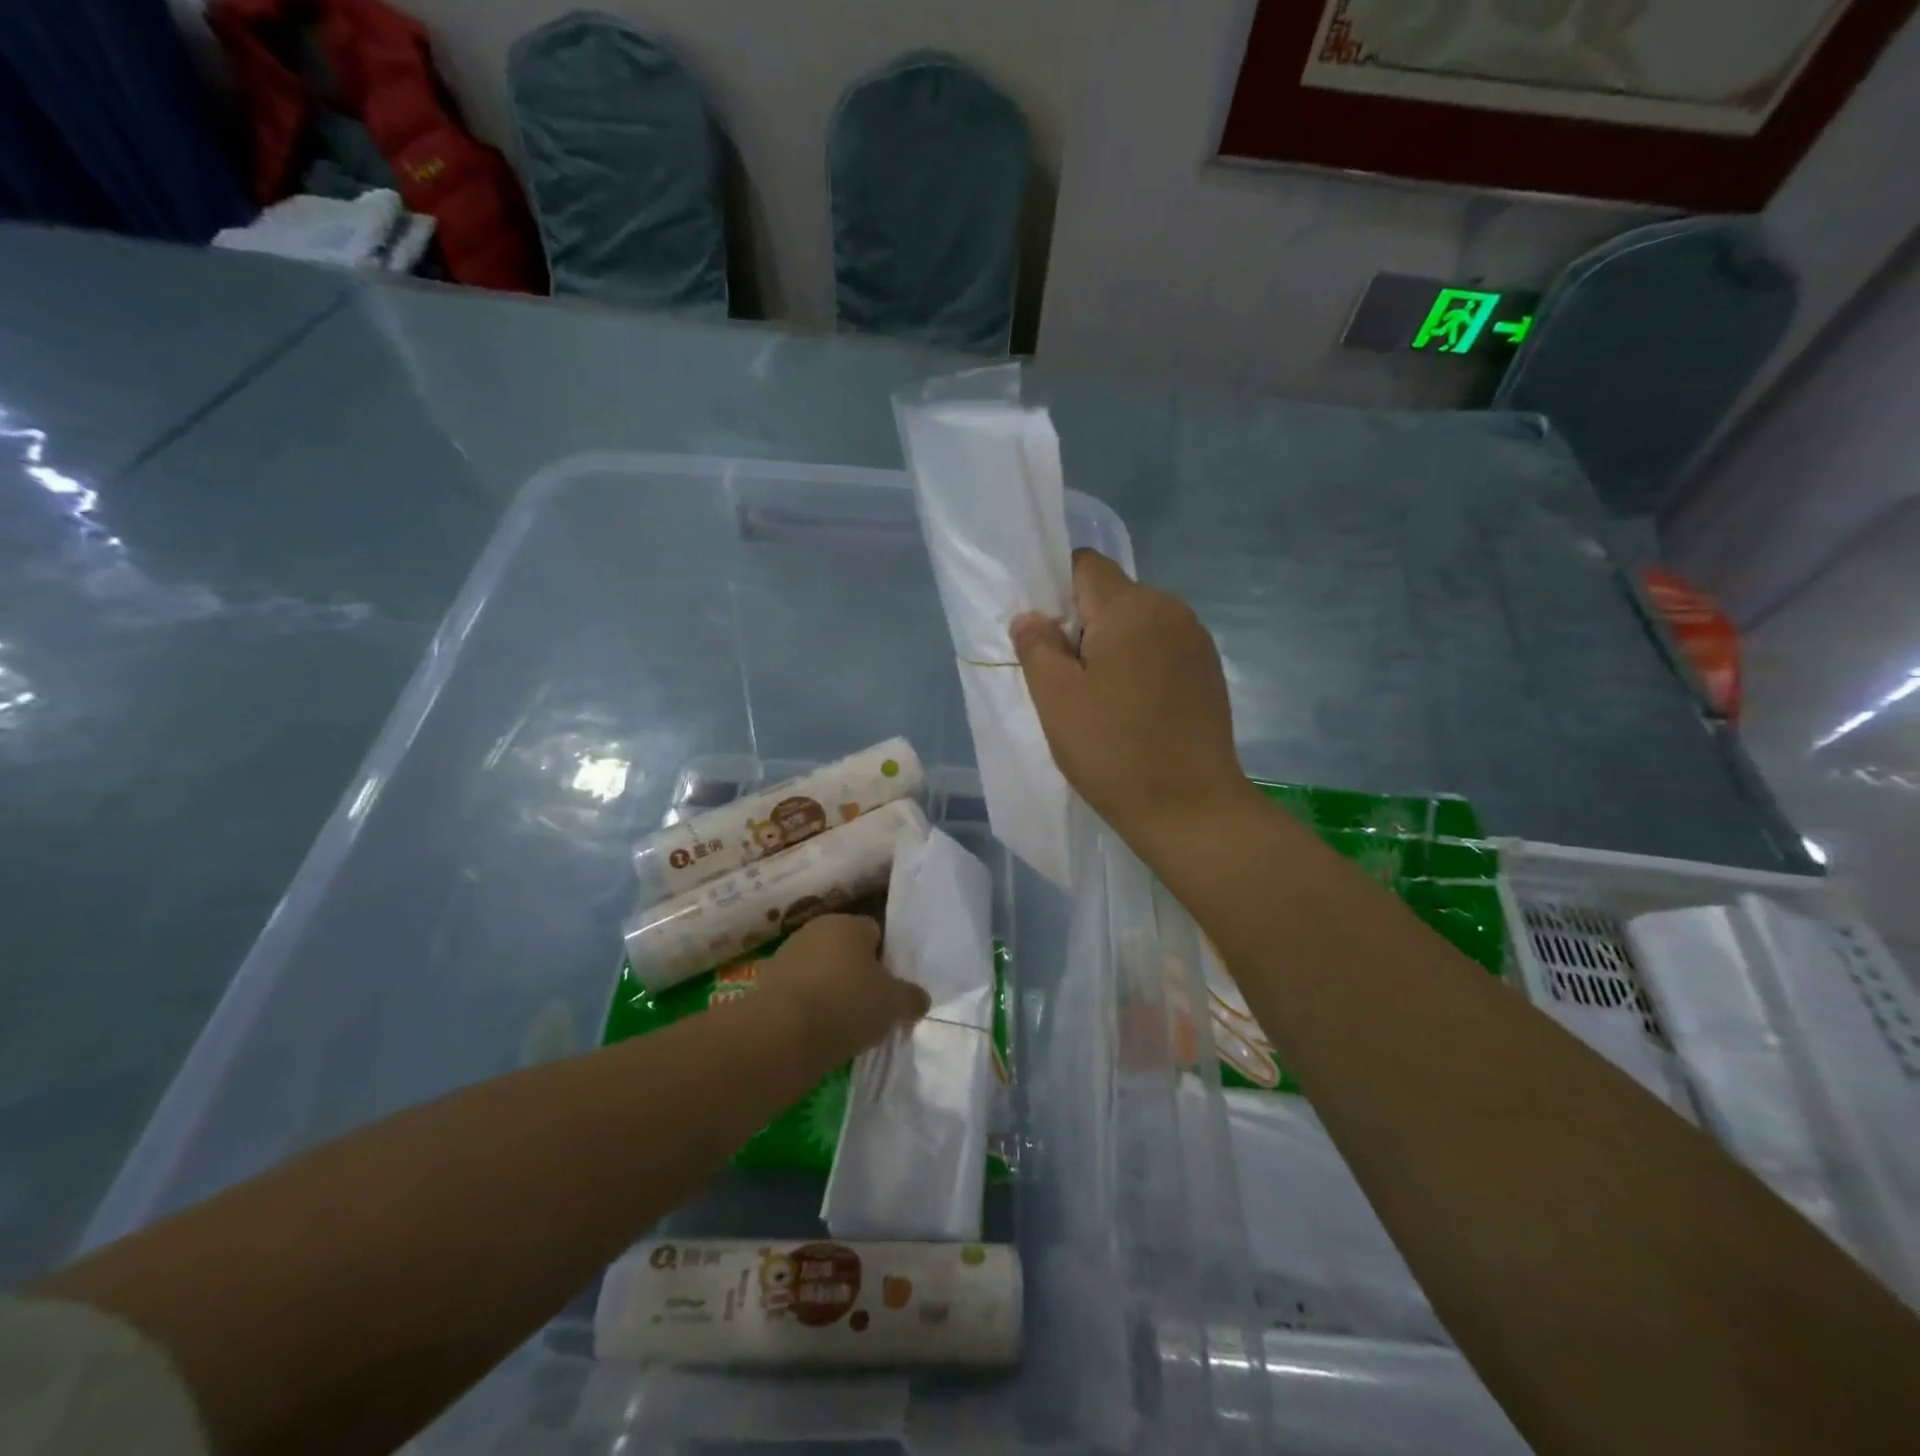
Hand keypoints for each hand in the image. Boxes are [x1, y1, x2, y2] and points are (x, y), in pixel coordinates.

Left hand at [757, 914, 929, 1058]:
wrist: (780, 1034)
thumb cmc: (846, 1004)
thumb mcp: (894, 1004)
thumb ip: (911, 998)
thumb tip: (919, 999)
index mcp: (849, 923)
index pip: (876, 933)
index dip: (886, 961)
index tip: (890, 991)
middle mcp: (816, 929)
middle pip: (846, 951)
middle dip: (857, 976)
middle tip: (869, 1009)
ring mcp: (787, 955)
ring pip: (820, 972)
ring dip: (830, 992)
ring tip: (841, 1027)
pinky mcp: (766, 983)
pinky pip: (799, 993)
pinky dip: (807, 1008)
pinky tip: (816, 1032)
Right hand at [1012, 549, 1252, 839]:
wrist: (1191, 809)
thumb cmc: (1114, 751)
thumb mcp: (1057, 700)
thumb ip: (1037, 647)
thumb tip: (1031, 617)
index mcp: (1132, 608)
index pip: (1085, 566)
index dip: (1055, 592)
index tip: (1044, 639)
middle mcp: (1171, 610)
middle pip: (1112, 596)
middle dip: (1082, 626)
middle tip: (1066, 681)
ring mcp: (1196, 641)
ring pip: (1137, 624)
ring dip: (1111, 649)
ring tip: (1101, 701)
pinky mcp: (1209, 671)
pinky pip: (1161, 649)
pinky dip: (1139, 666)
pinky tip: (1133, 711)